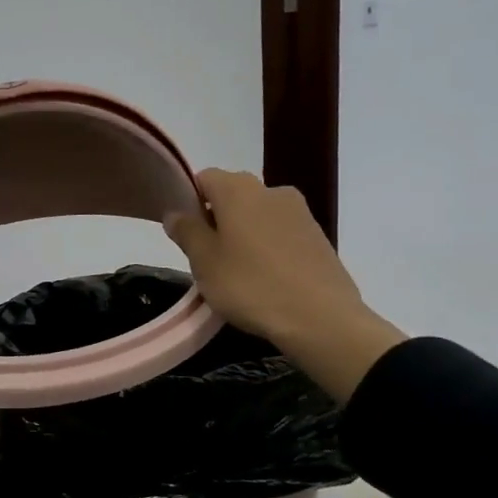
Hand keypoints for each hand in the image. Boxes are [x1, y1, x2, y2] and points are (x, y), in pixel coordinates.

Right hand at [163, 169, 406, 402]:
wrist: (322, 318)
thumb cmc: (251, 285)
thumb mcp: (204, 262)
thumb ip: (186, 231)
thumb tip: (175, 213)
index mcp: (238, 189)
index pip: (204, 178)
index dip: (190, 201)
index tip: (187, 234)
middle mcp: (270, 190)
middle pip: (233, 194)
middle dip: (217, 217)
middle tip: (208, 255)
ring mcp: (300, 211)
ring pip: (258, 213)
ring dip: (244, 232)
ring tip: (238, 270)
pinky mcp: (318, 235)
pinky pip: (281, 231)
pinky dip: (268, 245)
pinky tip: (267, 277)